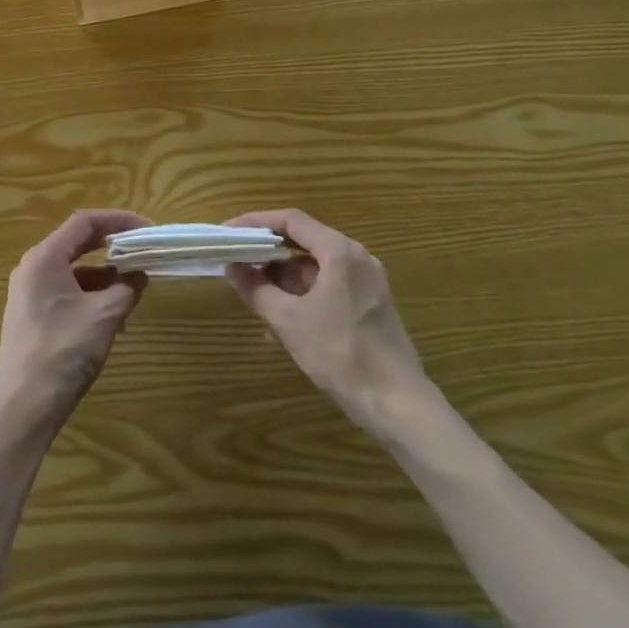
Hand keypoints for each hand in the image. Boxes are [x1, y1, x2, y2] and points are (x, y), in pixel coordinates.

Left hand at [0, 210, 149, 437]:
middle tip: (142, 253)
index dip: (118, 220)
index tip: (147, 228)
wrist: (23, 408)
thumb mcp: (104, 316)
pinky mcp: (30, 316)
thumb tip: (139, 274)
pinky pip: (65, 292)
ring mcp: (28, 293)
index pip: (84, 222)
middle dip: (112, 248)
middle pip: (77, 243)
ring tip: (132, 293)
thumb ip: (126, 288)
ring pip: (73, 271)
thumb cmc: (63, 352)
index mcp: (44, 258)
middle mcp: (32, 268)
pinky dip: (90, 296)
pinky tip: (111, 318)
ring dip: (104, 277)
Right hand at [225, 209, 432, 438]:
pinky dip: (303, 295)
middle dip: (268, 253)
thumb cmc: (341, 355)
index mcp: (340, 252)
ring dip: (283, 279)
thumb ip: (257, 289)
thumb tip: (232, 267)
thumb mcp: (289, 322)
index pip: (291, 221)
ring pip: (315, 268)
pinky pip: (329, 287)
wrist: (399, 406)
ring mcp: (367, 282)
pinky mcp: (370, 305)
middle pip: (304, 241)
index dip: (256, 222)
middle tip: (237, 262)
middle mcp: (357, 258)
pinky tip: (282, 321)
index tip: (229, 232)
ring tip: (254, 296)